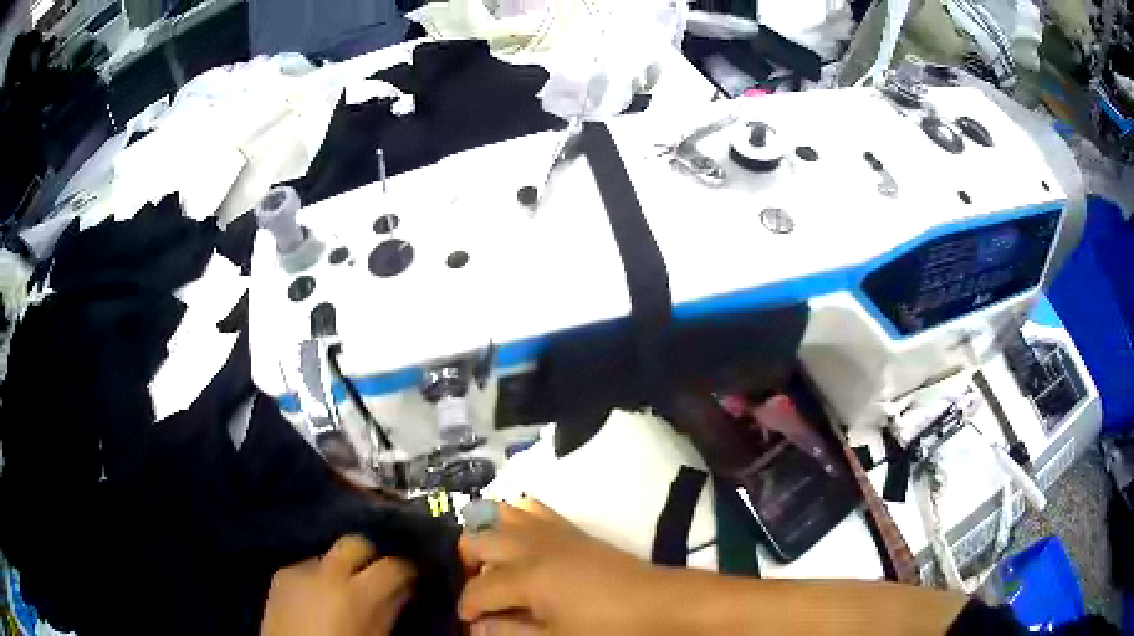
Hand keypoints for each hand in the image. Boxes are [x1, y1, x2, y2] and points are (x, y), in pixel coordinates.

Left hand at [261, 535, 415, 635]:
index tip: (409, 575)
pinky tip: (317, 595)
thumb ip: (388, 612)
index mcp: (355, 594)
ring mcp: (299, 570)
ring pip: (329, 555)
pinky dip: (317, 577)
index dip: (405, 569)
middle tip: (376, 574)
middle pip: (355, 543)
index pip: (392, 566)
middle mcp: (326, 573)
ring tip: (342, 589)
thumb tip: (402, 591)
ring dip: (340, 568)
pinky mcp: (280, 574)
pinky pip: (307, 567)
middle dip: (368, 555)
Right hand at [458, 499, 659, 634]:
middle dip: (465, 563)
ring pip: (500, 514)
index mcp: (527, 577)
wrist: (660, 605)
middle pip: (477, 539)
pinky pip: (533, 509)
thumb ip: (511, 632)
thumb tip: (478, 626)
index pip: (478, 589)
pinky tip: (518, 541)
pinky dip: (514, 518)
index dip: (466, 607)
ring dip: (485, 536)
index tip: (466, 621)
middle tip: (475, 590)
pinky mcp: (571, 528)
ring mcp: (552, 532)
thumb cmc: (608, 629)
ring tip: (490, 564)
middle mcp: (532, 546)